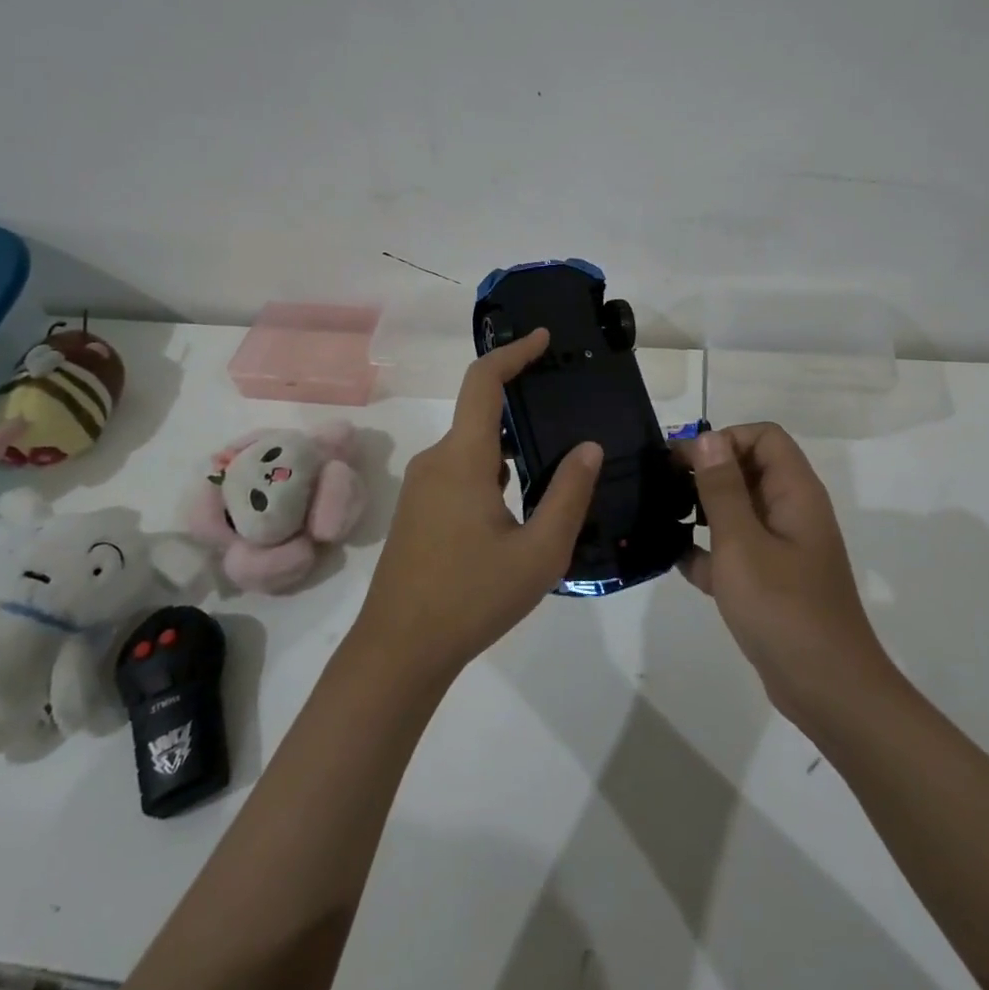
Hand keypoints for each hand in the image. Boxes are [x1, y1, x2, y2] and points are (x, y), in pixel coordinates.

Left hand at [352, 328, 601, 681]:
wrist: (399, 650)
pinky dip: (494, 469)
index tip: (543, 339)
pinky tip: (521, 501)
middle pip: (482, 413)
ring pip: (474, 447)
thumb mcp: (539, 552)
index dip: (513, 352)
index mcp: (464, 458)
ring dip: (511, 445)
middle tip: (568, 411)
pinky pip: (461, 470)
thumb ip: (568, 494)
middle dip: (522, 404)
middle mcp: (438, 460)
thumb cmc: (472, 597)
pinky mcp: (420, 510)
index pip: (484, 382)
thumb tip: (589, 447)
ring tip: (555, 460)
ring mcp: (424, 486)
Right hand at [678, 424, 892, 726]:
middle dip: (706, 472)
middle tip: (662, 488)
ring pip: (739, 510)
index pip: (764, 437)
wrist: (827, 690)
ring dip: (702, 509)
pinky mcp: (770, 580)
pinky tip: (674, 559)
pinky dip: (708, 550)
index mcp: (794, 493)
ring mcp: (782, 547)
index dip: (724, 439)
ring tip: (662, 518)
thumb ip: (722, 489)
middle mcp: (791, 511)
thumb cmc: (784, 608)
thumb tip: (706, 437)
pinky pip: (735, 549)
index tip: (685, 462)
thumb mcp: (742, 543)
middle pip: (748, 469)